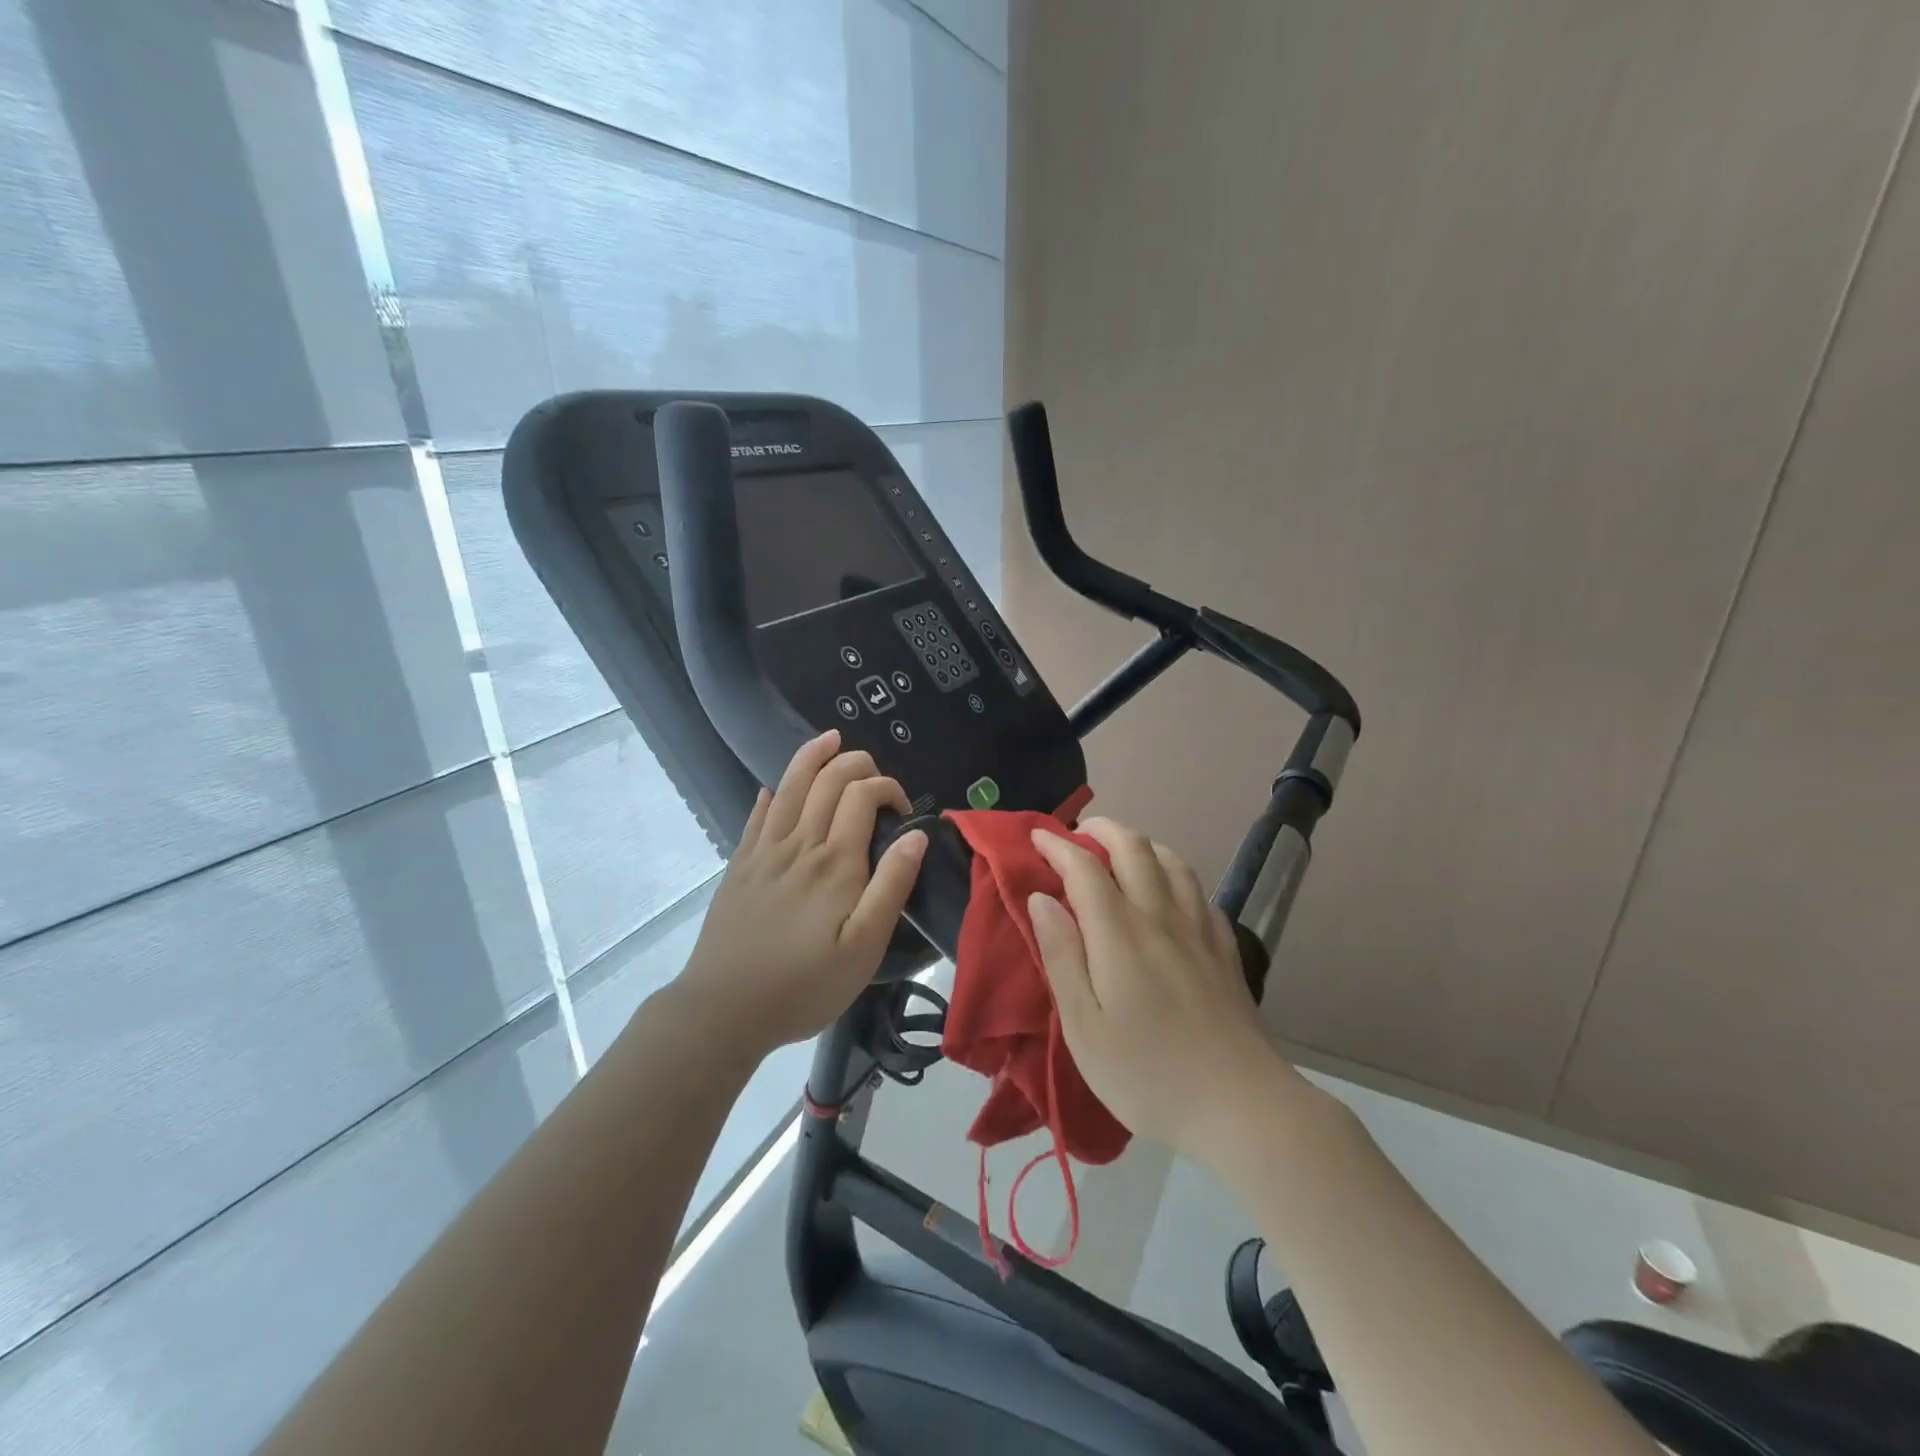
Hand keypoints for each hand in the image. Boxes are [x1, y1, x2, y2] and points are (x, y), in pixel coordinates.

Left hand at [674, 730, 926, 1054]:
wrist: (723, 1010)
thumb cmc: (804, 985)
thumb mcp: (864, 948)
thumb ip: (891, 887)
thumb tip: (916, 837)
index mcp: (835, 862)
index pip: (862, 795)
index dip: (887, 787)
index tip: (903, 810)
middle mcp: (799, 844)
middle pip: (826, 780)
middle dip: (855, 763)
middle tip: (874, 773)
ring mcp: (763, 852)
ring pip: (788, 786)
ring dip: (811, 757)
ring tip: (829, 739)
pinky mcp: (739, 866)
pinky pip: (755, 816)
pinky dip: (769, 795)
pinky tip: (772, 790)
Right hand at [1028, 818, 1295, 1165]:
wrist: (1241, 1107)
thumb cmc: (1147, 1074)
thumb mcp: (1084, 1027)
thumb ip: (1061, 956)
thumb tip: (1041, 899)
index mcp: (1119, 934)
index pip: (1084, 868)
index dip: (1057, 846)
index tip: (1035, 837)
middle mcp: (1160, 917)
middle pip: (1134, 849)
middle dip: (1102, 829)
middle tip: (1077, 834)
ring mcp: (1199, 931)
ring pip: (1171, 862)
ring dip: (1141, 844)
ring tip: (1120, 852)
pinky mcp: (1225, 951)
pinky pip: (1199, 891)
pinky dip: (1174, 874)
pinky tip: (1169, 892)